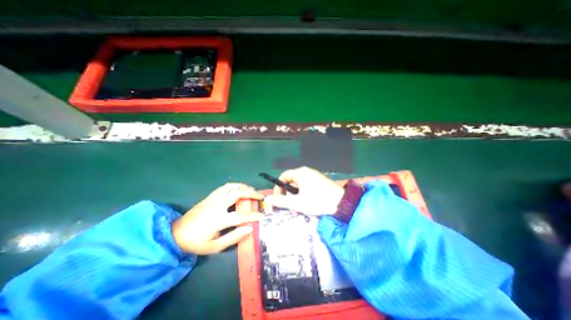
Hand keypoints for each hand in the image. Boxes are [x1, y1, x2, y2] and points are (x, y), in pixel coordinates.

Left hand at [171, 182, 265, 254]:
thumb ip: (233, 237)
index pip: (241, 216)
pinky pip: (225, 186)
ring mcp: (213, 198)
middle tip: (260, 196)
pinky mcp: (210, 196)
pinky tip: (240, 188)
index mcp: (218, 220)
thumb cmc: (196, 243)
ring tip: (252, 189)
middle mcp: (216, 205)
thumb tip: (250, 228)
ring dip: (244, 187)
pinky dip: (235, 185)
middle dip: (251, 193)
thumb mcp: (215, 247)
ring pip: (231, 187)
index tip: (263, 216)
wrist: (175, 234)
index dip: (254, 216)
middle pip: (237, 194)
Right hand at [264, 166, 339, 216]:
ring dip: (297, 198)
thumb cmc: (317, 201)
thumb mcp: (297, 203)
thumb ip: (280, 201)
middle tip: (292, 208)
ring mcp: (314, 176)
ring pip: (299, 187)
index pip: (283, 177)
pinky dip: (305, 196)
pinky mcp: (320, 181)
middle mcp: (306, 172)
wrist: (342, 204)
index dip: (278, 188)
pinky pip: (307, 187)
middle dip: (289, 196)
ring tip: (301, 209)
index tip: (278, 199)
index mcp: (300, 173)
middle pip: (291, 182)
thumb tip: (267, 200)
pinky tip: (309, 205)